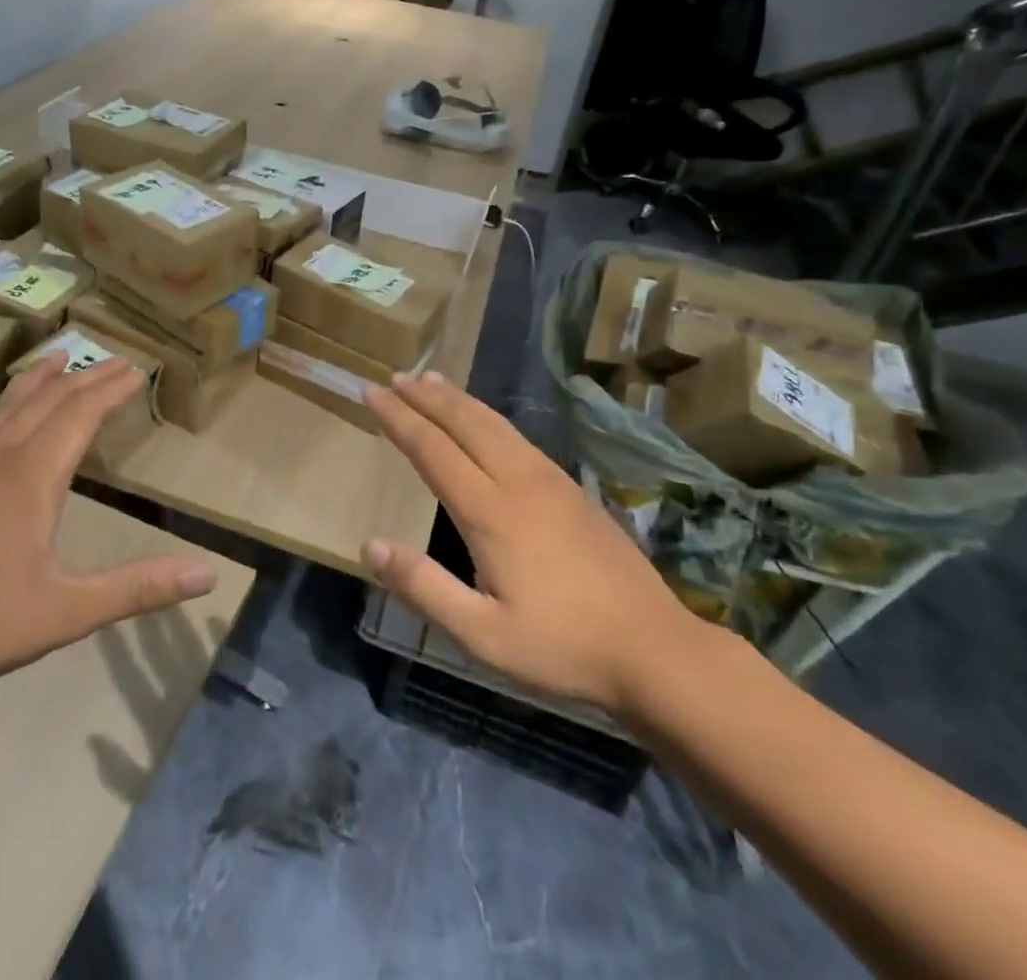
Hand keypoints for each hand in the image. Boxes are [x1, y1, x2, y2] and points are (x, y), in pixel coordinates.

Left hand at [0, 354, 218, 710]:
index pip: (81, 414)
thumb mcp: (65, 613)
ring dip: (34, 380)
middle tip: (114, 360)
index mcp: (31, 477)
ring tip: (57, 356)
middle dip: (85, 378)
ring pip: (2, 408)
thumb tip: (209, 574)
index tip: (138, 369)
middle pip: (47, 402)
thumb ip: (139, 589)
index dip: (112, 390)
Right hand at [362, 372, 710, 716]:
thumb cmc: (562, 646)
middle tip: (396, 376)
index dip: (399, 419)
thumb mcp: (481, 635)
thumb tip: (370, 546)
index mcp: (490, 512)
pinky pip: (518, 436)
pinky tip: (486, 422)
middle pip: (465, 423)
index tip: (372, 393)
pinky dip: (489, 416)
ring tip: (433, 381)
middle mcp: (518, 482)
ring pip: (495, 423)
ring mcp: (551, 481)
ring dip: (459, 400)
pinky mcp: (573, 490)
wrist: (655, 649)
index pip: (433, 450)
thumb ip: (424, 587)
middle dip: (426, 397)